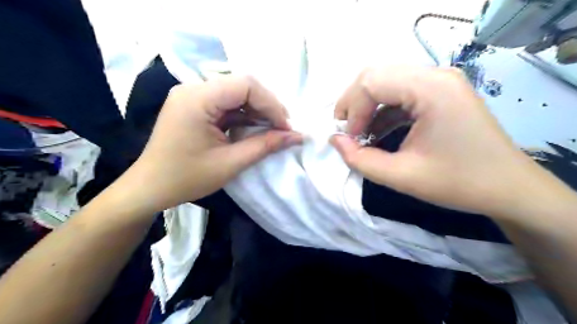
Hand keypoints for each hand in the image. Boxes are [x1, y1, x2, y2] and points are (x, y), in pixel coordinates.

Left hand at [122, 75, 301, 212]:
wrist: (149, 188)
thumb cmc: (187, 178)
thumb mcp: (231, 163)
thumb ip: (266, 145)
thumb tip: (297, 136)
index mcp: (197, 98)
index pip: (246, 85)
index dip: (272, 104)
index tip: (286, 127)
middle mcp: (193, 88)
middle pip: (242, 86)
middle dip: (267, 106)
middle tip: (283, 129)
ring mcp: (192, 95)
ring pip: (236, 93)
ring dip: (258, 110)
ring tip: (273, 130)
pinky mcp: (194, 105)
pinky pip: (226, 103)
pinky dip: (244, 115)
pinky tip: (254, 128)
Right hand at [331, 66, 556, 217]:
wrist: (508, 188)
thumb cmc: (458, 183)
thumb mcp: (401, 177)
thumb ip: (360, 160)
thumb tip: (334, 141)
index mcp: (431, 89)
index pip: (371, 82)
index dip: (352, 110)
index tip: (349, 139)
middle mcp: (436, 75)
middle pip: (376, 75)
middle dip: (354, 103)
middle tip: (347, 131)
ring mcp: (440, 81)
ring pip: (386, 81)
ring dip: (367, 106)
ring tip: (359, 133)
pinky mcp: (440, 92)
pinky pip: (400, 92)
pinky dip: (382, 110)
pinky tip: (377, 131)